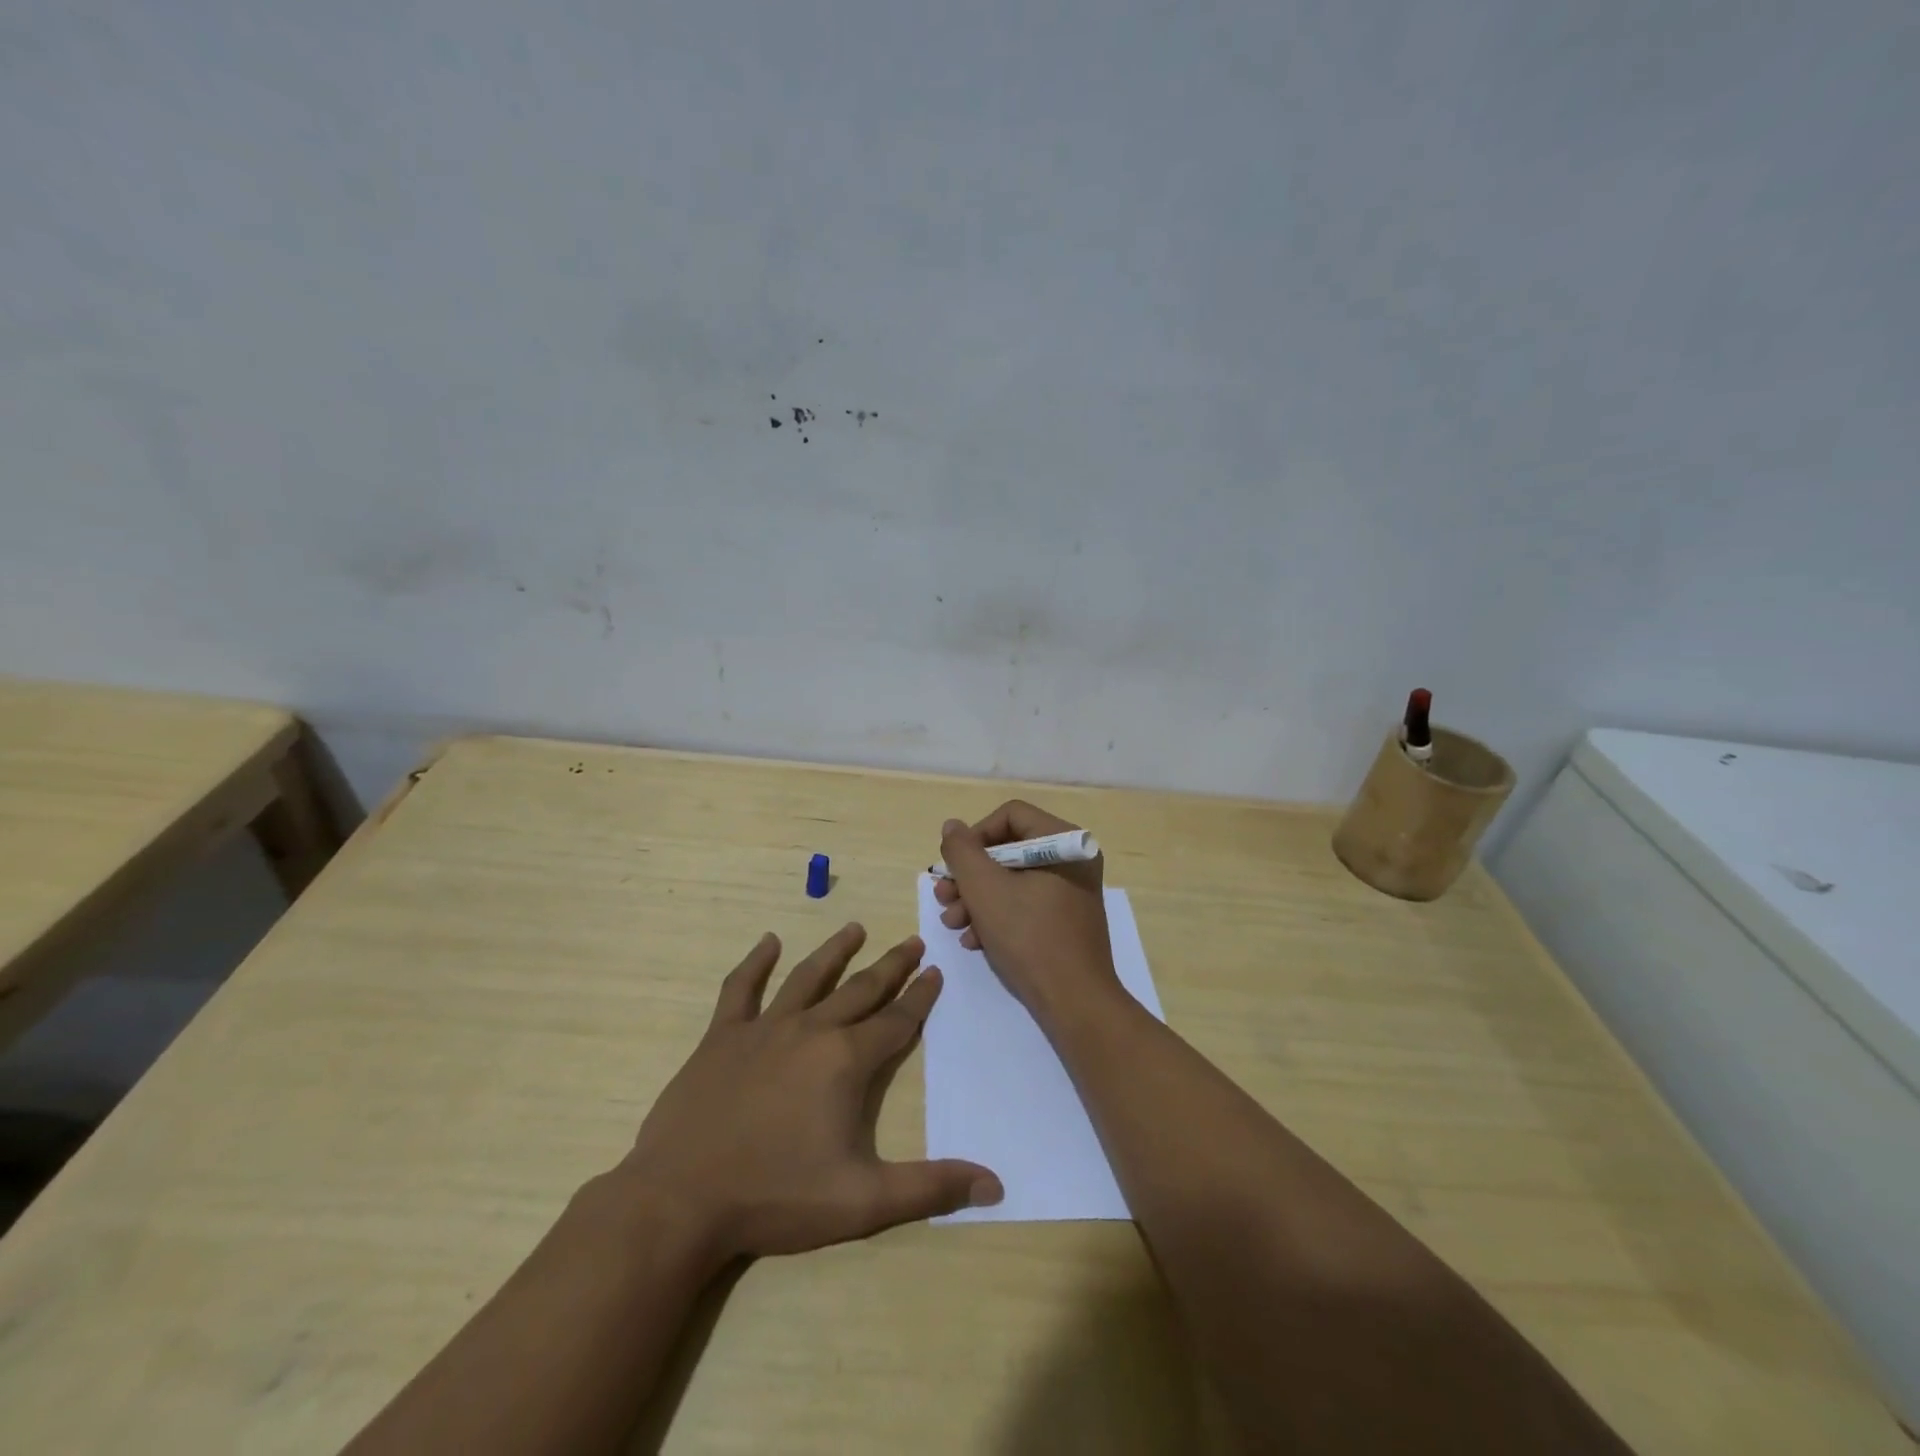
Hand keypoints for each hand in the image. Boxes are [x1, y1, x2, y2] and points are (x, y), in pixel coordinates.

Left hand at [619, 924, 1001, 1268]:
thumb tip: (995, 1184)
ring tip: (855, 928)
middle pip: (860, 990)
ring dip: (835, 951)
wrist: (680, 1200)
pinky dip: (755, 962)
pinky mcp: (722, 1037)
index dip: (920, 997)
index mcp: (845, 1061)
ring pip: (808, 977)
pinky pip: (741, 989)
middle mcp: (811, 1030)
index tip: (936, 971)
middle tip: (912, 941)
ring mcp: (763, 1029)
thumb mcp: (862, 1201)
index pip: (896, 1021)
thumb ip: (930, 1188)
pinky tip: (767, 942)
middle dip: (891, 966)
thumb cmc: (775, 1197)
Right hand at [934, 801, 1120, 1022]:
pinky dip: (997, 916)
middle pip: (1008, 849)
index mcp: (1064, 841)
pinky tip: (975, 940)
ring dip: (977, 899)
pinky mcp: (1065, 919)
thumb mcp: (985, 889)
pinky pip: (1026, 903)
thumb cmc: (1029, 937)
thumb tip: (952, 827)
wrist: (1074, 1003)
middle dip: (970, 875)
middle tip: (944, 898)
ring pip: (1012, 879)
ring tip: (953, 923)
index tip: (954, 866)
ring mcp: (1071, 891)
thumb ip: (962, 852)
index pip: (1010, 815)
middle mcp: (1072, 859)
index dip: (975, 836)